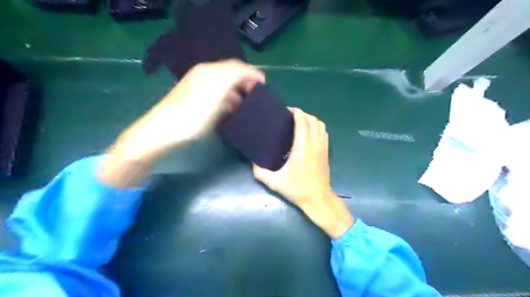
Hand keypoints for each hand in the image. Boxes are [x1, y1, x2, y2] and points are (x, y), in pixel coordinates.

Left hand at [116, 59, 263, 159]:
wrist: (161, 132)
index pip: (238, 67)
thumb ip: (234, 78)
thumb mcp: (215, 94)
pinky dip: (229, 99)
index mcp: (210, 72)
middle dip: (247, 83)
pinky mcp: (196, 99)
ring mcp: (199, 87)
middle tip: (258, 98)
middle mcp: (205, 75)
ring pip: (226, 85)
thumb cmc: (191, 115)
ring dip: (239, 92)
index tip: (266, 88)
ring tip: (248, 106)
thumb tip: (250, 75)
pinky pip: (218, 94)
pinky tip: (232, 110)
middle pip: (232, 74)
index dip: (254, 75)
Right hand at [251, 108, 350, 236]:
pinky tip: (309, 132)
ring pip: (320, 124)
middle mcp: (314, 144)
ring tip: (299, 122)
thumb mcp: (275, 182)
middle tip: (290, 117)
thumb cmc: (297, 189)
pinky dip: (317, 127)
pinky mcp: (326, 151)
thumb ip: (260, 172)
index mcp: (302, 148)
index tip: (287, 111)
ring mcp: (323, 147)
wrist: (318, 198)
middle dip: (302, 114)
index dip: (297, 112)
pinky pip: (324, 132)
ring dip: (310, 119)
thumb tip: (252, 162)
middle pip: (312, 120)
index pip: (303, 122)